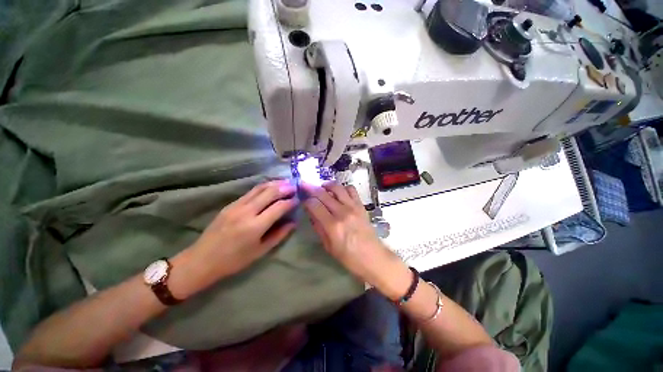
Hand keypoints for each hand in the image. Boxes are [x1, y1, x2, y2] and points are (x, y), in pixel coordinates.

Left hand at [191, 180, 296, 278]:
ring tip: (285, 182)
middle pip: (269, 192)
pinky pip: (250, 192)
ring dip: (274, 183)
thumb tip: (293, 222)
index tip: (298, 200)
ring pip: (259, 188)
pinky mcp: (230, 204)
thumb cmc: (234, 260)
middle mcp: (246, 212)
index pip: (279, 207)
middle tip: (294, 186)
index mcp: (255, 226)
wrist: (202, 260)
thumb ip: (279, 235)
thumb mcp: (260, 251)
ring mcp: (236, 206)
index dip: (290, 201)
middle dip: (284, 187)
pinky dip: (263, 187)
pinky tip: (269, 187)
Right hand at [302, 182, 390, 282]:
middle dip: (311, 188)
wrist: (373, 257)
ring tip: (322, 188)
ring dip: (327, 185)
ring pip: (337, 187)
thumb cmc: (349, 257)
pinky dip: (343, 188)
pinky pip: (351, 190)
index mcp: (332, 226)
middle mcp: (342, 212)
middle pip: (323, 194)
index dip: (306, 201)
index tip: (304, 202)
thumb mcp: (329, 246)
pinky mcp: (361, 205)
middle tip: (305, 186)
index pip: (314, 205)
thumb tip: (311, 213)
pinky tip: (339, 193)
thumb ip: (319, 228)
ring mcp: (353, 207)